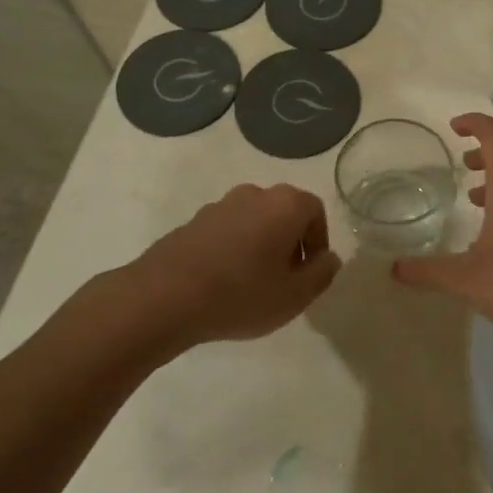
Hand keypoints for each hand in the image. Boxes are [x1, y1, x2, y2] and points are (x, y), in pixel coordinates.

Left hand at [134, 184, 340, 346]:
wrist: (163, 297)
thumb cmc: (240, 294)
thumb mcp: (295, 296)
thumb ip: (322, 274)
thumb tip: (329, 258)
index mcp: (285, 204)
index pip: (315, 211)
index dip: (318, 242)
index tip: (309, 273)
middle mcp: (254, 194)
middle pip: (284, 213)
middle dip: (290, 243)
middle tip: (284, 280)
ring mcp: (220, 205)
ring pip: (255, 221)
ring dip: (261, 246)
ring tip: (252, 284)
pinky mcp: (193, 222)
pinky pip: (227, 231)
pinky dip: (233, 250)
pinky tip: (223, 283)